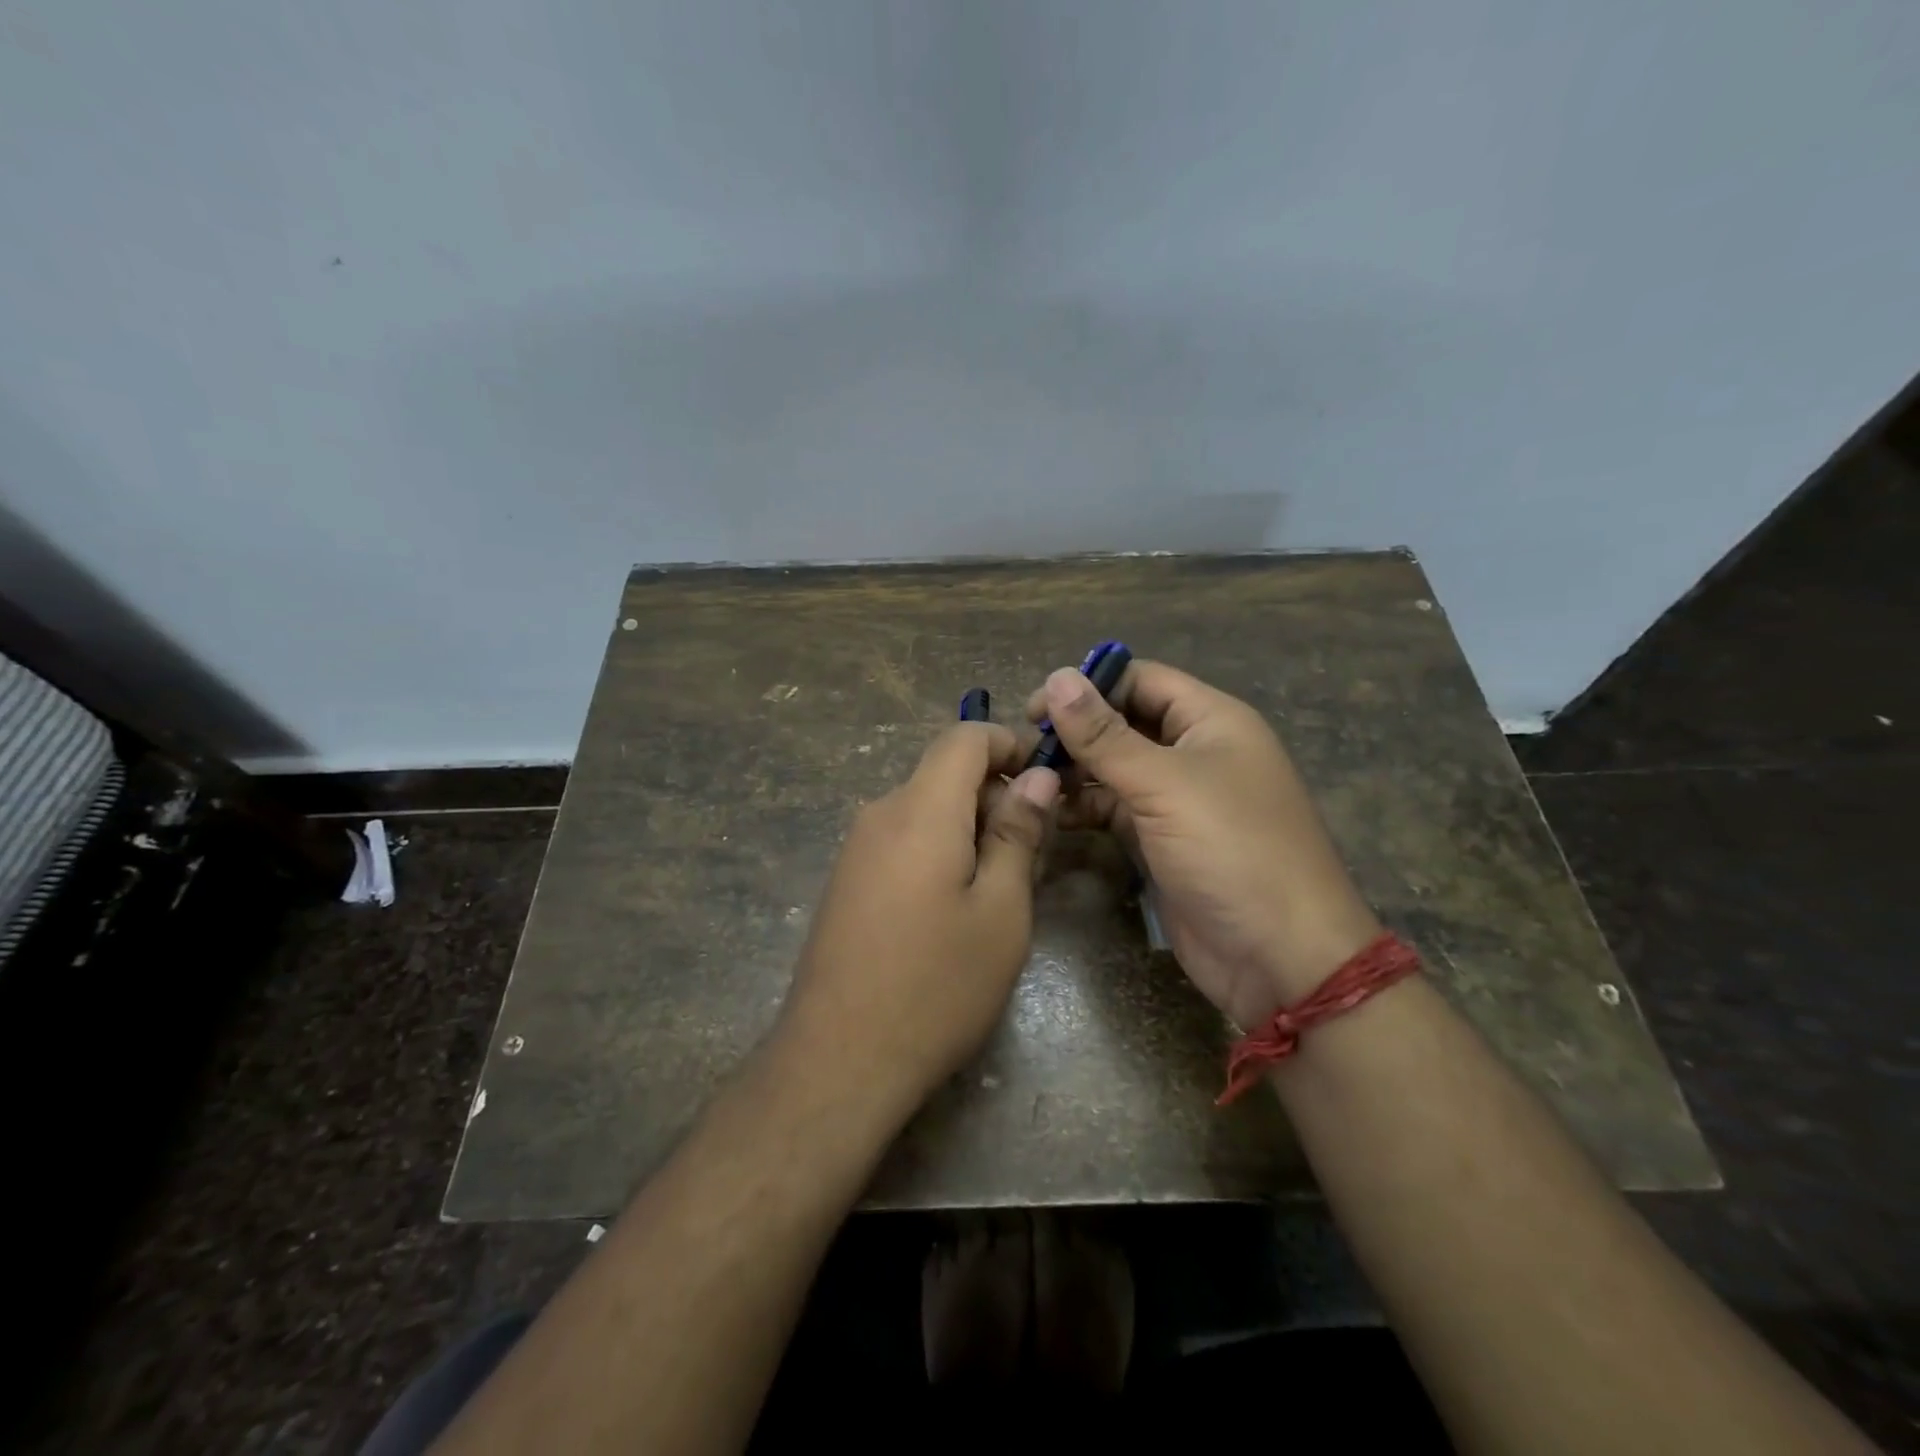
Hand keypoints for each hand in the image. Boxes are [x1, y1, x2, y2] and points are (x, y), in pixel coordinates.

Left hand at [778, 722, 1059, 1114]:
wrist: (838, 1059)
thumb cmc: (937, 985)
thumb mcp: (1001, 911)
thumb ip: (1018, 834)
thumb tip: (1036, 777)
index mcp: (920, 809)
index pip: (963, 737)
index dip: (1009, 743)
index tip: (1046, 777)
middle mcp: (880, 814)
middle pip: (944, 774)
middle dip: (995, 795)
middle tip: (1034, 852)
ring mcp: (856, 848)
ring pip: (925, 810)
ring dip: (970, 828)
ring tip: (1001, 888)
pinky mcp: (848, 880)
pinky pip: (902, 840)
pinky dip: (940, 850)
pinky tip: (956, 908)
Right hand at [1028, 662, 1379, 1027]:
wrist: (1278, 956)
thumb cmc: (1230, 850)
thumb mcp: (1164, 784)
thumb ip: (1104, 734)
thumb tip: (1056, 677)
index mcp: (1211, 721)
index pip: (1142, 680)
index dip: (1090, 686)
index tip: (1035, 708)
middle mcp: (1195, 752)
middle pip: (1125, 723)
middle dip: (1076, 731)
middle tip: (1023, 749)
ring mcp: (1178, 799)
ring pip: (1116, 768)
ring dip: (1075, 771)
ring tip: (1028, 781)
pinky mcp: (1161, 840)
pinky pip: (1116, 810)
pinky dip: (1085, 808)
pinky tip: (1051, 814)